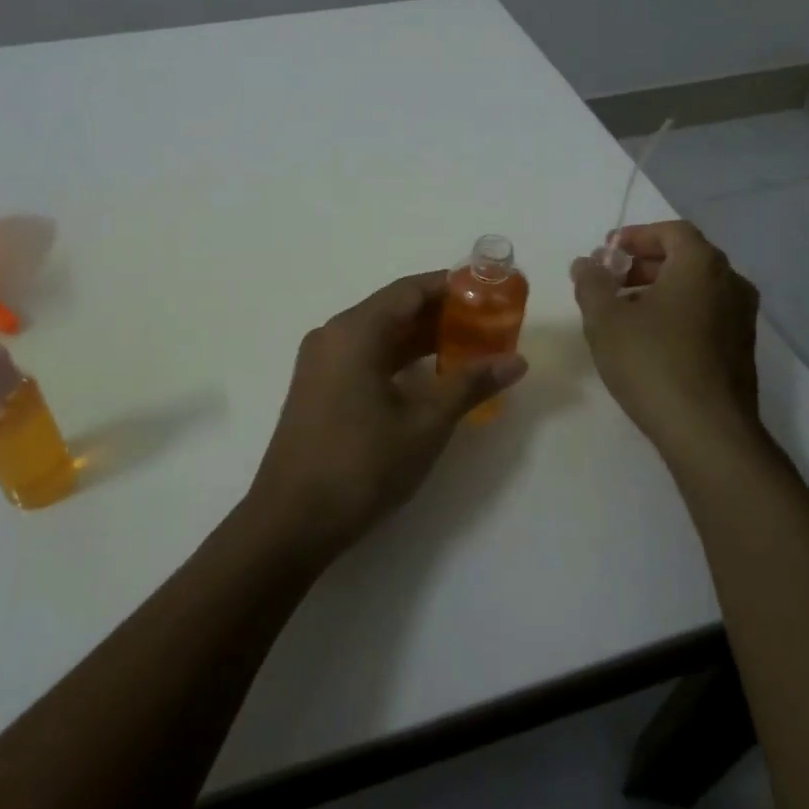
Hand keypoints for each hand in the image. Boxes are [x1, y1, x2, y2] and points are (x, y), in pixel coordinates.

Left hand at [246, 271, 527, 561]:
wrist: (291, 521)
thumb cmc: (362, 464)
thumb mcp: (425, 424)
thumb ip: (470, 384)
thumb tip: (517, 361)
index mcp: (355, 331)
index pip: (410, 290)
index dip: (452, 287)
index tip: (490, 293)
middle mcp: (334, 335)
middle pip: (394, 309)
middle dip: (442, 315)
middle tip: (488, 325)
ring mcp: (321, 362)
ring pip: (380, 336)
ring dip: (422, 339)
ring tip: (470, 348)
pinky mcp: (318, 388)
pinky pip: (365, 358)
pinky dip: (399, 360)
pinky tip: (430, 377)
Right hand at [571, 221, 761, 452]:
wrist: (708, 432)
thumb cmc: (652, 362)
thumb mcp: (605, 319)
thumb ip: (591, 283)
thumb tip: (586, 263)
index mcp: (702, 265)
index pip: (671, 231)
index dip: (636, 236)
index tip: (607, 252)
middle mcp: (731, 283)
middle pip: (686, 257)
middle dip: (644, 263)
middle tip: (610, 280)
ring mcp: (742, 318)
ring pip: (696, 289)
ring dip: (659, 290)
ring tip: (623, 312)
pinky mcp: (741, 350)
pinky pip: (706, 315)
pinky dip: (677, 313)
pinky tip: (649, 340)